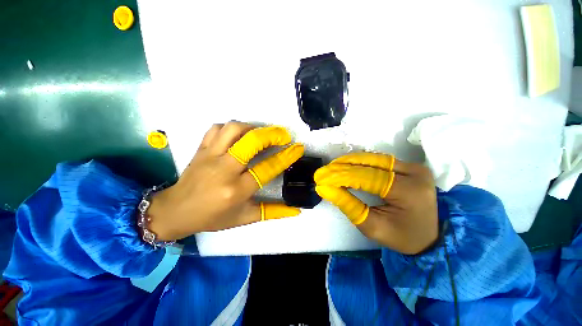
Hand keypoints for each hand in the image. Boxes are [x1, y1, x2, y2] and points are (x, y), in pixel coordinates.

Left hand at [147, 122, 304, 240]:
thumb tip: (296, 210)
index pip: (267, 168)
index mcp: (237, 190)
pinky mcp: (201, 149)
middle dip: (272, 134)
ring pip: (233, 129)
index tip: (297, 148)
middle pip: (251, 142)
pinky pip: (217, 129)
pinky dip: (232, 128)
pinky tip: (239, 135)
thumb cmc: (213, 217)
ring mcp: (210, 156)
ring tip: (261, 134)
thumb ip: (273, 212)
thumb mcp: (245, 218)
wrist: (176, 211)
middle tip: (283, 135)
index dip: (286, 157)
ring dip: (252, 128)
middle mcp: (225, 169)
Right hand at [314, 153, 437, 254]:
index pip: (367, 177)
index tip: (321, 178)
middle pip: (370, 163)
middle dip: (343, 166)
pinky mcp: (410, 166)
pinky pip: (380, 160)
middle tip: (324, 171)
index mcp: (409, 192)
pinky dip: (361, 162)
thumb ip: (347, 205)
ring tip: (333, 168)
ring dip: (351, 162)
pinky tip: (348, 166)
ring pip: (374, 158)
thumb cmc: (401, 237)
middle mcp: (414, 173)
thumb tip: (324, 188)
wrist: (429, 238)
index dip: (341, 176)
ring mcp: (414, 167)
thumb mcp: (371, 227)